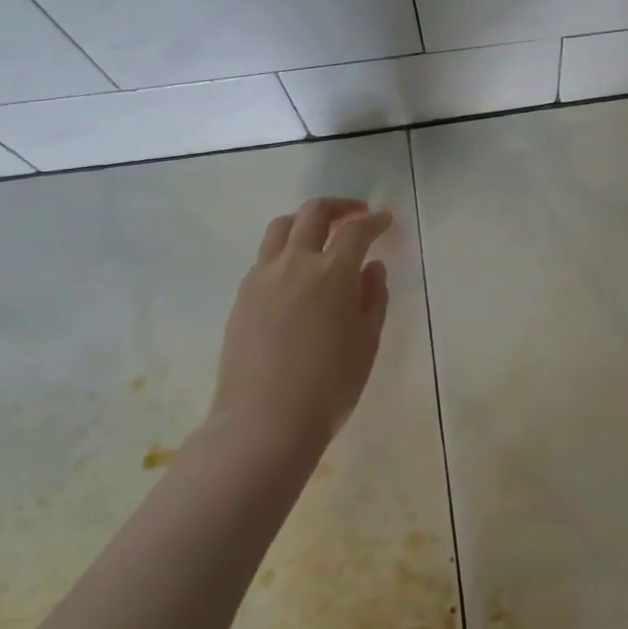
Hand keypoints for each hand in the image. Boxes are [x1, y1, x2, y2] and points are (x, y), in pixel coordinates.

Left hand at [208, 197, 393, 452]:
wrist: (265, 421)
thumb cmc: (330, 384)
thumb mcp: (367, 341)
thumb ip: (374, 298)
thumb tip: (372, 268)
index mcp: (333, 272)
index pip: (357, 230)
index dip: (375, 221)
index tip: (385, 220)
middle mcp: (295, 263)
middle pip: (313, 213)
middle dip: (339, 207)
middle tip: (356, 215)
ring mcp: (262, 278)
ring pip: (281, 228)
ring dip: (306, 222)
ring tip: (321, 236)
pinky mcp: (242, 297)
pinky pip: (265, 257)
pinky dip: (285, 250)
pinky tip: (296, 274)